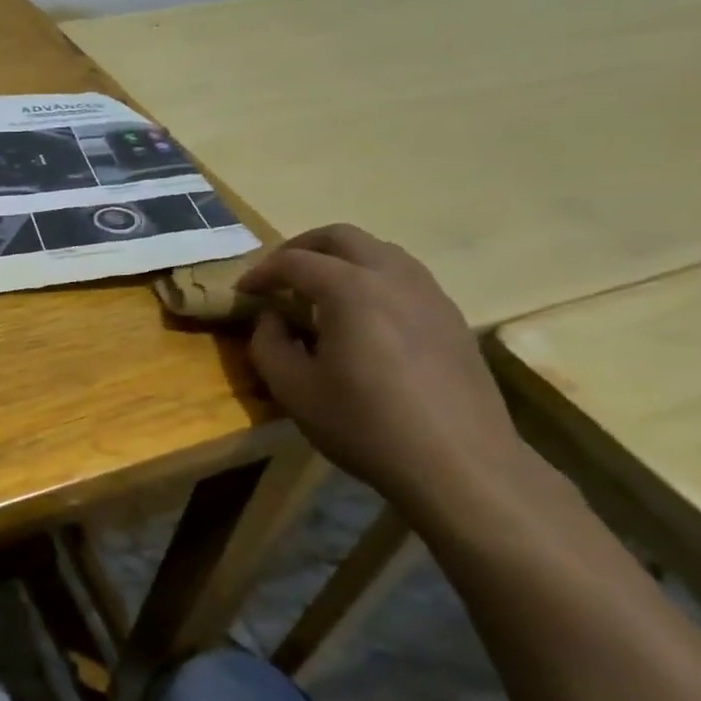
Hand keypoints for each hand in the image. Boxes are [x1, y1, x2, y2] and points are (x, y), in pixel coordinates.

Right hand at [239, 225, 530, 520]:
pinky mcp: (450, 316)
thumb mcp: (294, 391)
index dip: (261, 272)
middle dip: (300, 248)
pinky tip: (360, 316)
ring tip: (316, 292)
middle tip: (276, 275)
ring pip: (377, 250)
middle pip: (341, 237)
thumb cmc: (365, 426)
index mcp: (351, 290)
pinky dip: (369, 278)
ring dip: (339, 259)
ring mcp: (429, 293)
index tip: (242, 291)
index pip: (294, 261)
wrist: (458, 463)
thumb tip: (270, 319)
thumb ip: (269, 345)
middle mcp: (393, 276)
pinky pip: (403, 275)